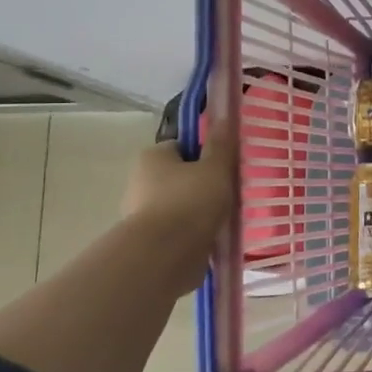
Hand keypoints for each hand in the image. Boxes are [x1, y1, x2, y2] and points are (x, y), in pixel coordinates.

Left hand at [122, 125, 234, 291]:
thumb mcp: (216, 167)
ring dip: (199, 211)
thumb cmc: (191, 201)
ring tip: (226, 218)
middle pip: (180, 176)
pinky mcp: (150, 242)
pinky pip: (178, 231)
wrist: (165, 255)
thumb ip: (221, 144)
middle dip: (203, 184)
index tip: (225, 166)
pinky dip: (194, 233)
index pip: (181, 147)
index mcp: (153, 158)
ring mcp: (142, 214)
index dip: (205, 153)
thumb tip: (224, 115)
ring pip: (180, 205)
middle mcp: (140, 182)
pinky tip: (214, 238)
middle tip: (231, 191)